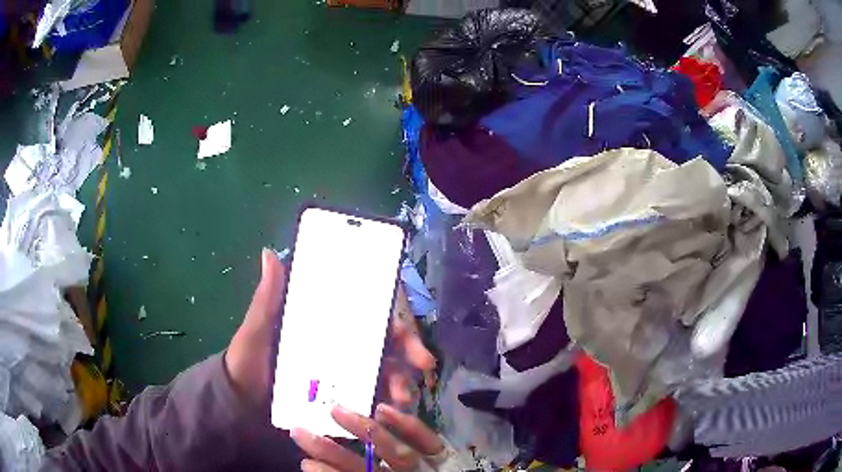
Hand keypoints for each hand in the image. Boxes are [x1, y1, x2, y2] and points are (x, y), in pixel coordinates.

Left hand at [225, 249, 436, 408]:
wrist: (242, 403)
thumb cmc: (249, 361)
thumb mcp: (256, 330)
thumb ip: (266, 299)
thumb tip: (270, 254)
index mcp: (323, 320)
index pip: (365, 308)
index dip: (390, 311)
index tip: (404, 324)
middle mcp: (339, 342)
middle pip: (384, 338)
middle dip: (408, 347)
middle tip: (422, 362)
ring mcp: (343, 370)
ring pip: (384, 367)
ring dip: (401, 378)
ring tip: (403, 396)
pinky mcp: (343, 395)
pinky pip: (372, 394)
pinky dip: (386, 400)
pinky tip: (390, 409)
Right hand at [291, 403, 445, 471]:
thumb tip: (327, 468)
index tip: (304, 463)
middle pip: (365, 466)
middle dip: (331, 452)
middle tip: (300, 433)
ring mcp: (427, 466)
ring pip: (392, 450)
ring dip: (362, 431)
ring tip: (334, 409)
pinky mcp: (445, 454)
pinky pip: (427, 439)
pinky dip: (407, 426)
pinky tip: (382, 408)